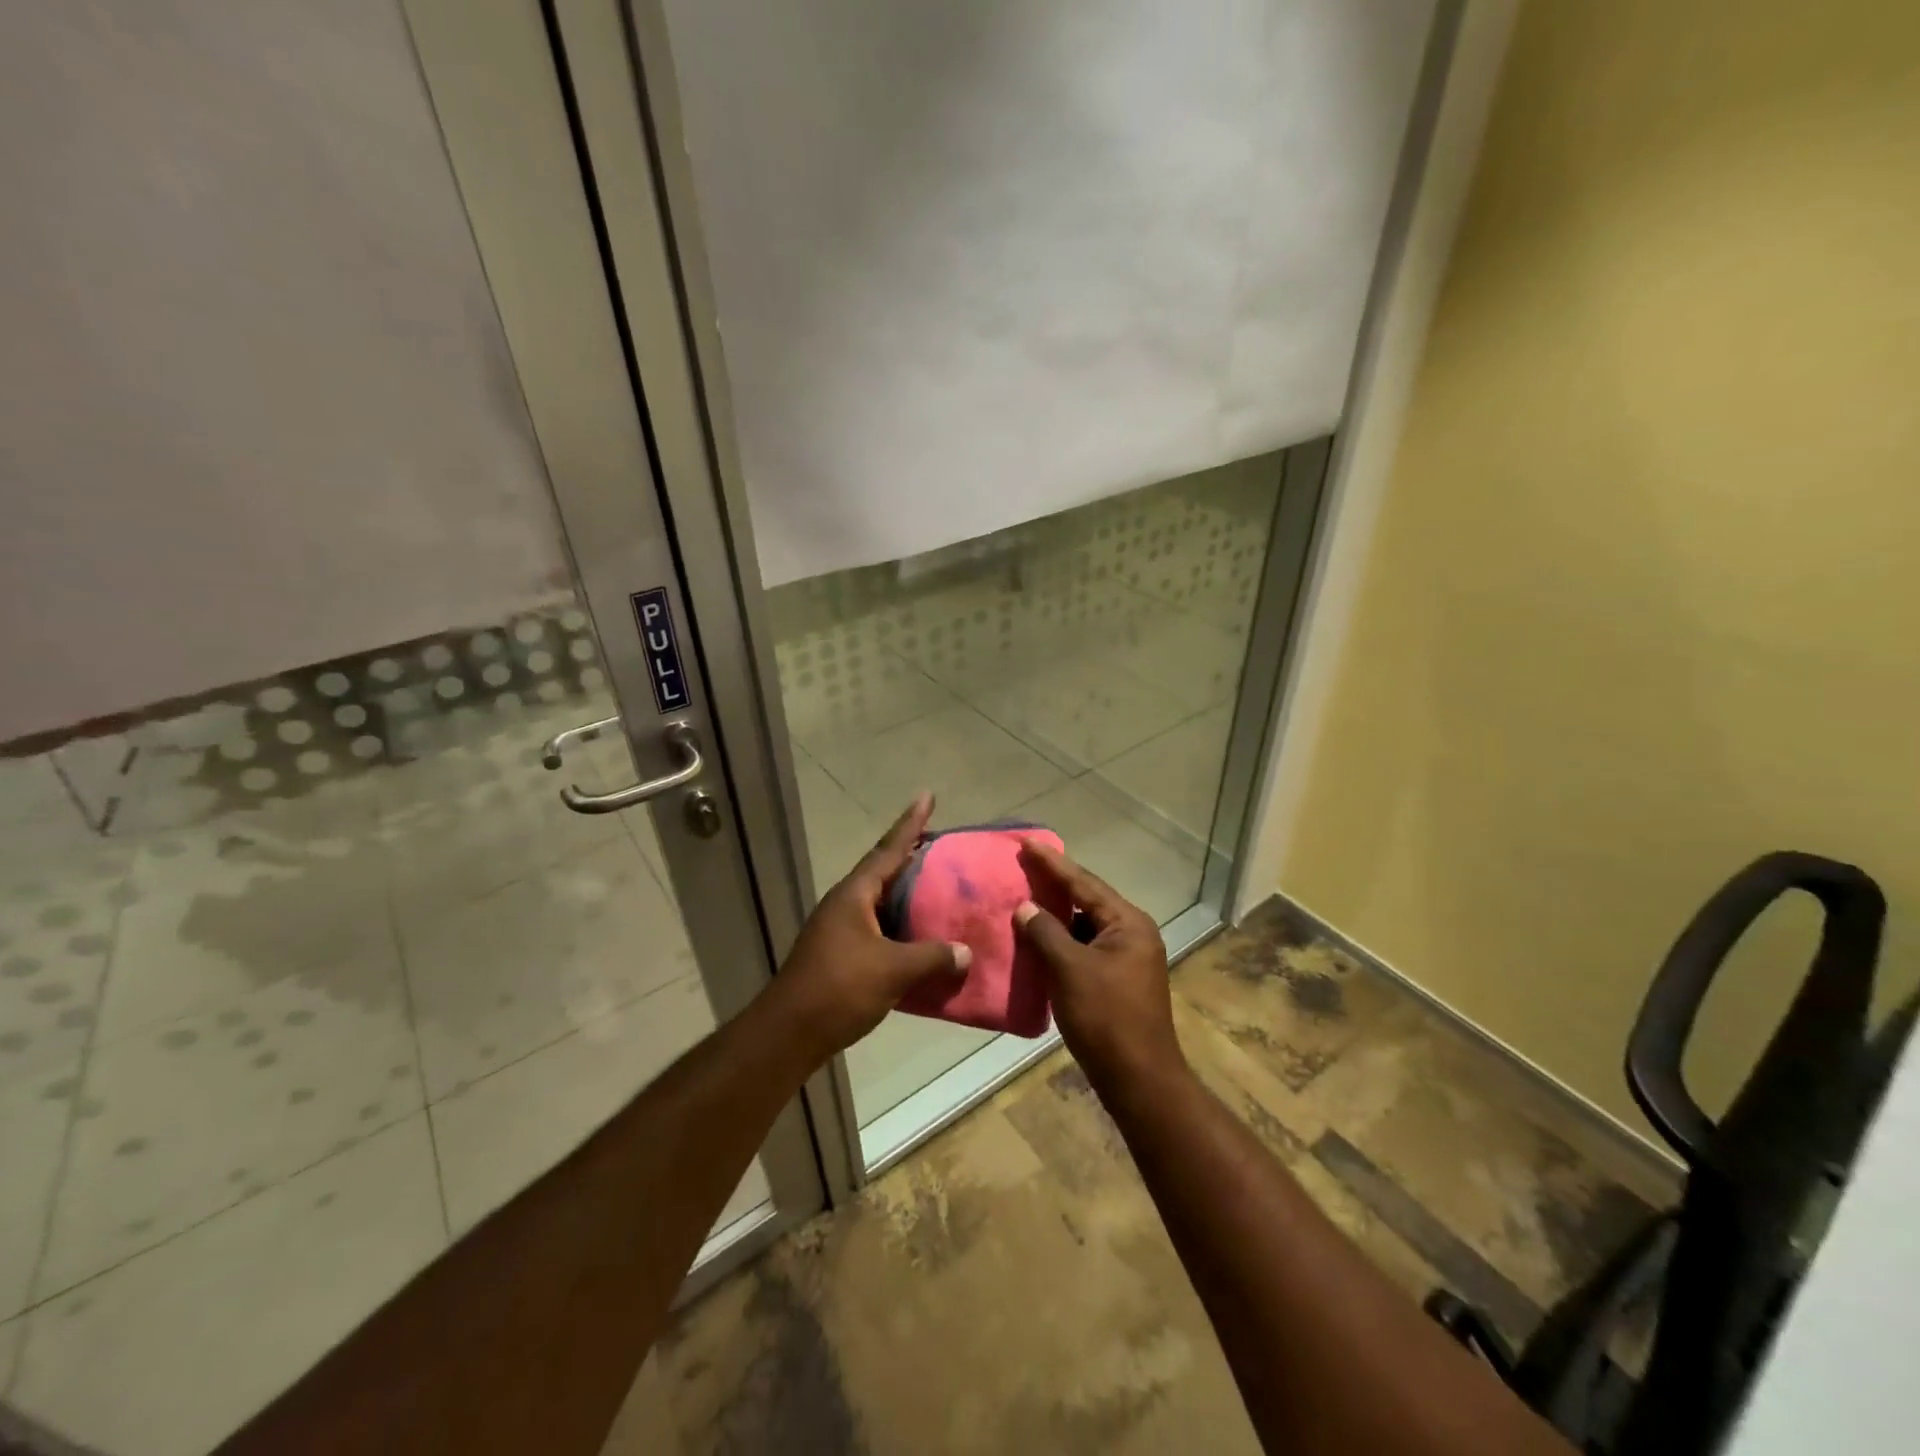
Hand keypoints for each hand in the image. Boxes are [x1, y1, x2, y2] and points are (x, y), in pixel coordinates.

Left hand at [764, 792, 969, 1065]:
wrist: (789, 1033)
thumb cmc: (839, 988)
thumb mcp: (892, 970)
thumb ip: (932, 957)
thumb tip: (966, 952)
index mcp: (855, 895)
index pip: (889, 849)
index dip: (911, 823)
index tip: (927, 796)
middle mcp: (846, 904)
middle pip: (885, 872)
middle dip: (913, 858)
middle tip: (945, 847)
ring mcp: (840, 930)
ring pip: (883, 904)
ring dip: (909, 897)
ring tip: (941, 891)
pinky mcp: (841, 955)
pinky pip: (880, 930)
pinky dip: (903, 929)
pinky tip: (922, 940)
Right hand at [1014, 842, 1182, 1090]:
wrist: (1139, 1079)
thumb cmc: (1106, 1018)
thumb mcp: (1069, 969)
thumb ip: (1045, 932)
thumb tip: (1025, 907)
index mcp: (1127, 923)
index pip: (1083, 882)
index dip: (1051, 862)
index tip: (1026, 842)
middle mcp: (1132, 933)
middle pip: (1086, 900)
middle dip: (1053, 885)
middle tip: (1021, 866)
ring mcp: (1127, 958)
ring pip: (1084, 926)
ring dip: (1055, 917)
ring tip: (1022, 900)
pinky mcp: (1118, 979)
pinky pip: (1085, 948)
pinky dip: (1062, 942)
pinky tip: (1037, 941)